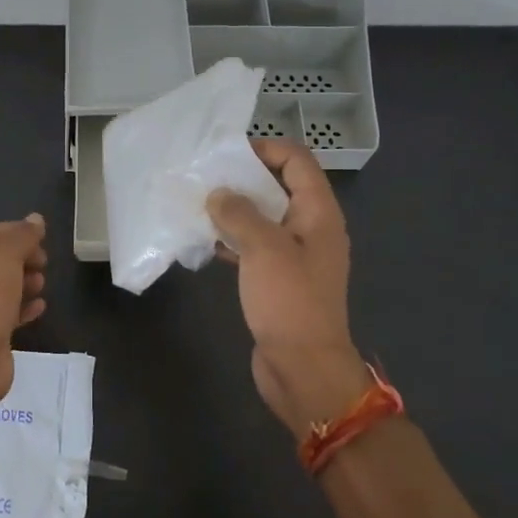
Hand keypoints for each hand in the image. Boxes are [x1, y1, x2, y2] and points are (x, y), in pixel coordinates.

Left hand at [0, 213, 47, 411]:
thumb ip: (21, 237)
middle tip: (44, 263)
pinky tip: (40, 307)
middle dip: (22, 258)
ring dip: (24, 282)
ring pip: (1, 287)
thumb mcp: (5, 259)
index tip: (41, 238)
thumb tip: (36, 219)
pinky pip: (6, 313)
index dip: (15, 232)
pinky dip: (23, 307)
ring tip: (42, 284)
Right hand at [208, 141, 371, 438]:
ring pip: (264, 218)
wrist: (304, 369)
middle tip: (205, 176)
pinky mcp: (278, 279)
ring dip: (235, 209)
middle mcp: (310, 228)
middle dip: (244, 178)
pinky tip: (204, 241)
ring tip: (198, 203)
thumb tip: (218, 194)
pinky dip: (233, 239)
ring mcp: (295, 256)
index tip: (227, 153)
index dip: (266, 148)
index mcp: (318, 213)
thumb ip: (240, 214)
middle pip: (279, 187)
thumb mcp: (264, 249)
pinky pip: (255, 247)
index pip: (297, 161)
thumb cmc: (290, 302)